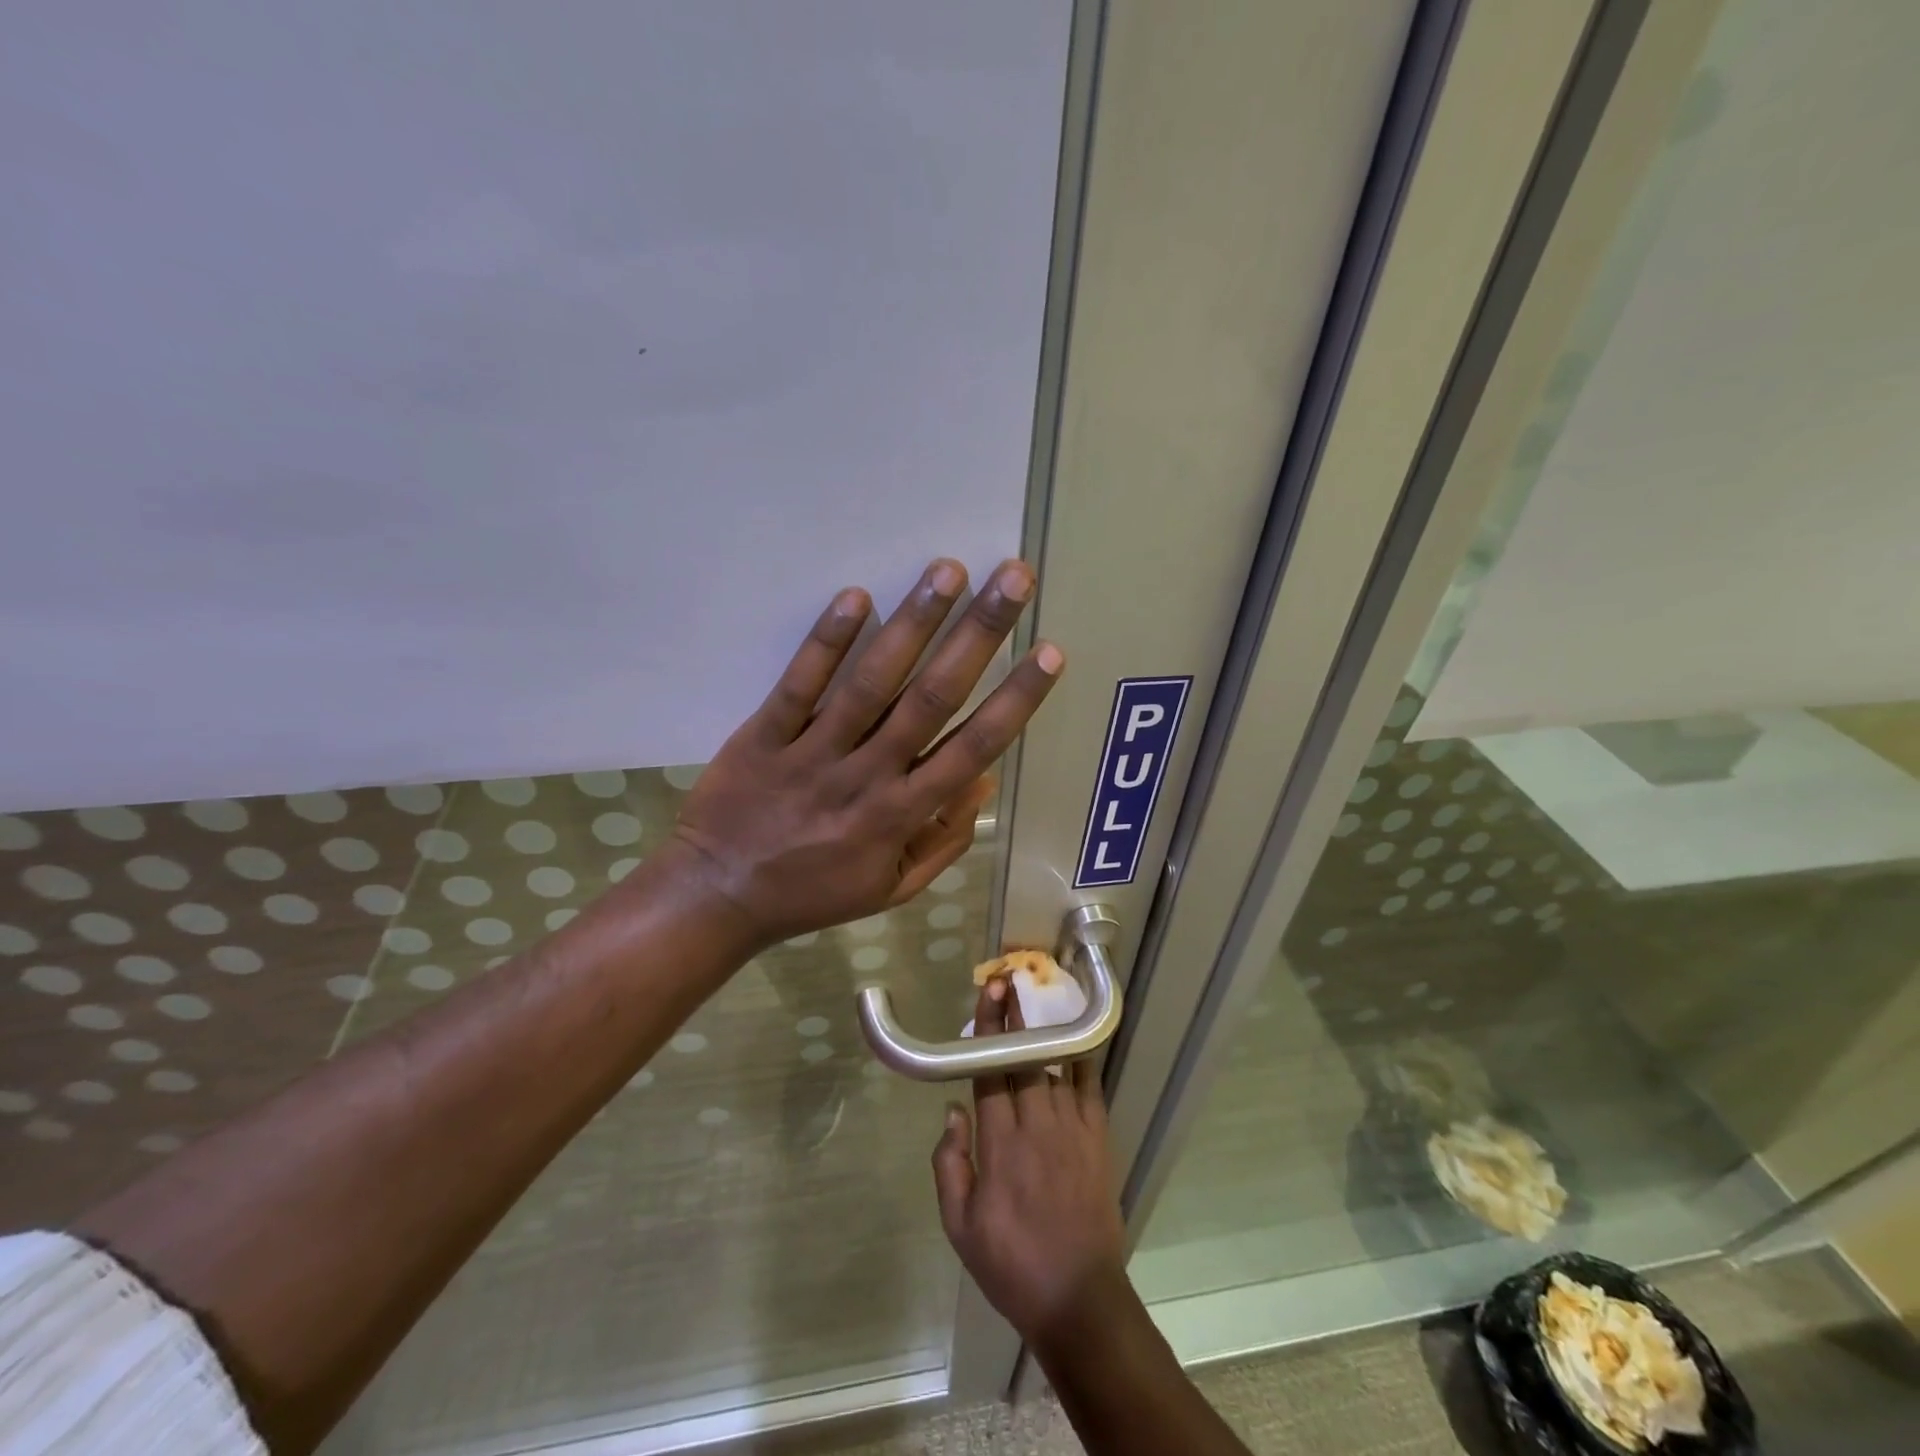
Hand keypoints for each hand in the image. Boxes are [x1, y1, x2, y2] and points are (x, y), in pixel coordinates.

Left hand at [667, 558, 1062, 949]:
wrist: (719, 896)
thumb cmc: (814, 892)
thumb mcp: (892, 889)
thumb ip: (944, 840)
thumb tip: (985, 781)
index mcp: (902, 815)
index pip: (973, 748)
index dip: (1016, 699)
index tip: (1048, 652)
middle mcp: (867, 776)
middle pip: (932, 698)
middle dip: (978, 635)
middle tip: (1013, 579)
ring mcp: (813, 753)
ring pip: (872, 683)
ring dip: (913, 623)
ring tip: (948, 571)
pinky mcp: (764, 735)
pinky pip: (799, 685)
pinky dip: (827, 641)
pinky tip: (855, 596)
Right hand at [931, 978, 1127, 1344]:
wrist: (1077, 1298)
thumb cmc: (1010, 1263)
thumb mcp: (959, 1225)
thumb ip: (949, 1163)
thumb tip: (953, 1110)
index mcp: (999, 1144)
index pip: (990, 1071)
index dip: (988, 1029)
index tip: (989, 994)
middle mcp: (1036, 1126)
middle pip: (1024, 1057)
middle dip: (1015, 1016)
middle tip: (1009, 980)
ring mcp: (1072, 1130)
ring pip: (1056, 1066)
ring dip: (1044, 1031)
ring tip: (1037, 1000)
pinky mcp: (1098, 1140)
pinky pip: (1091, 1088)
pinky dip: (1083, 1061)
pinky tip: (1077, 1040)